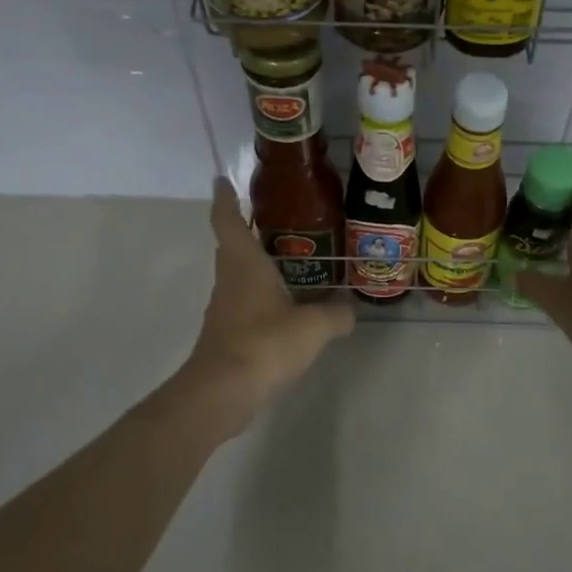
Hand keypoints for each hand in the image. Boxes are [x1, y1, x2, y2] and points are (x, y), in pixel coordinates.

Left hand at [171, 179, 354, 437]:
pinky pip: (247, 305)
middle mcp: (230, 280)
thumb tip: (349, 307)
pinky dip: (264, 299)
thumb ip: (336, 314)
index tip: (222, 180)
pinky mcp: (228, 335)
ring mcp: (225, 309)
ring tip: (294, 264)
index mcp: (244, 264)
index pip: (228, 220)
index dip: (225, 199)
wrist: (223, 392)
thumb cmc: (265, 344)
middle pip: (233, 247)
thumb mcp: (314, 327)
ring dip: (260, 268)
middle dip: (250, 231)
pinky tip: (289, 310)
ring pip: (241, 278)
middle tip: (281, 221)